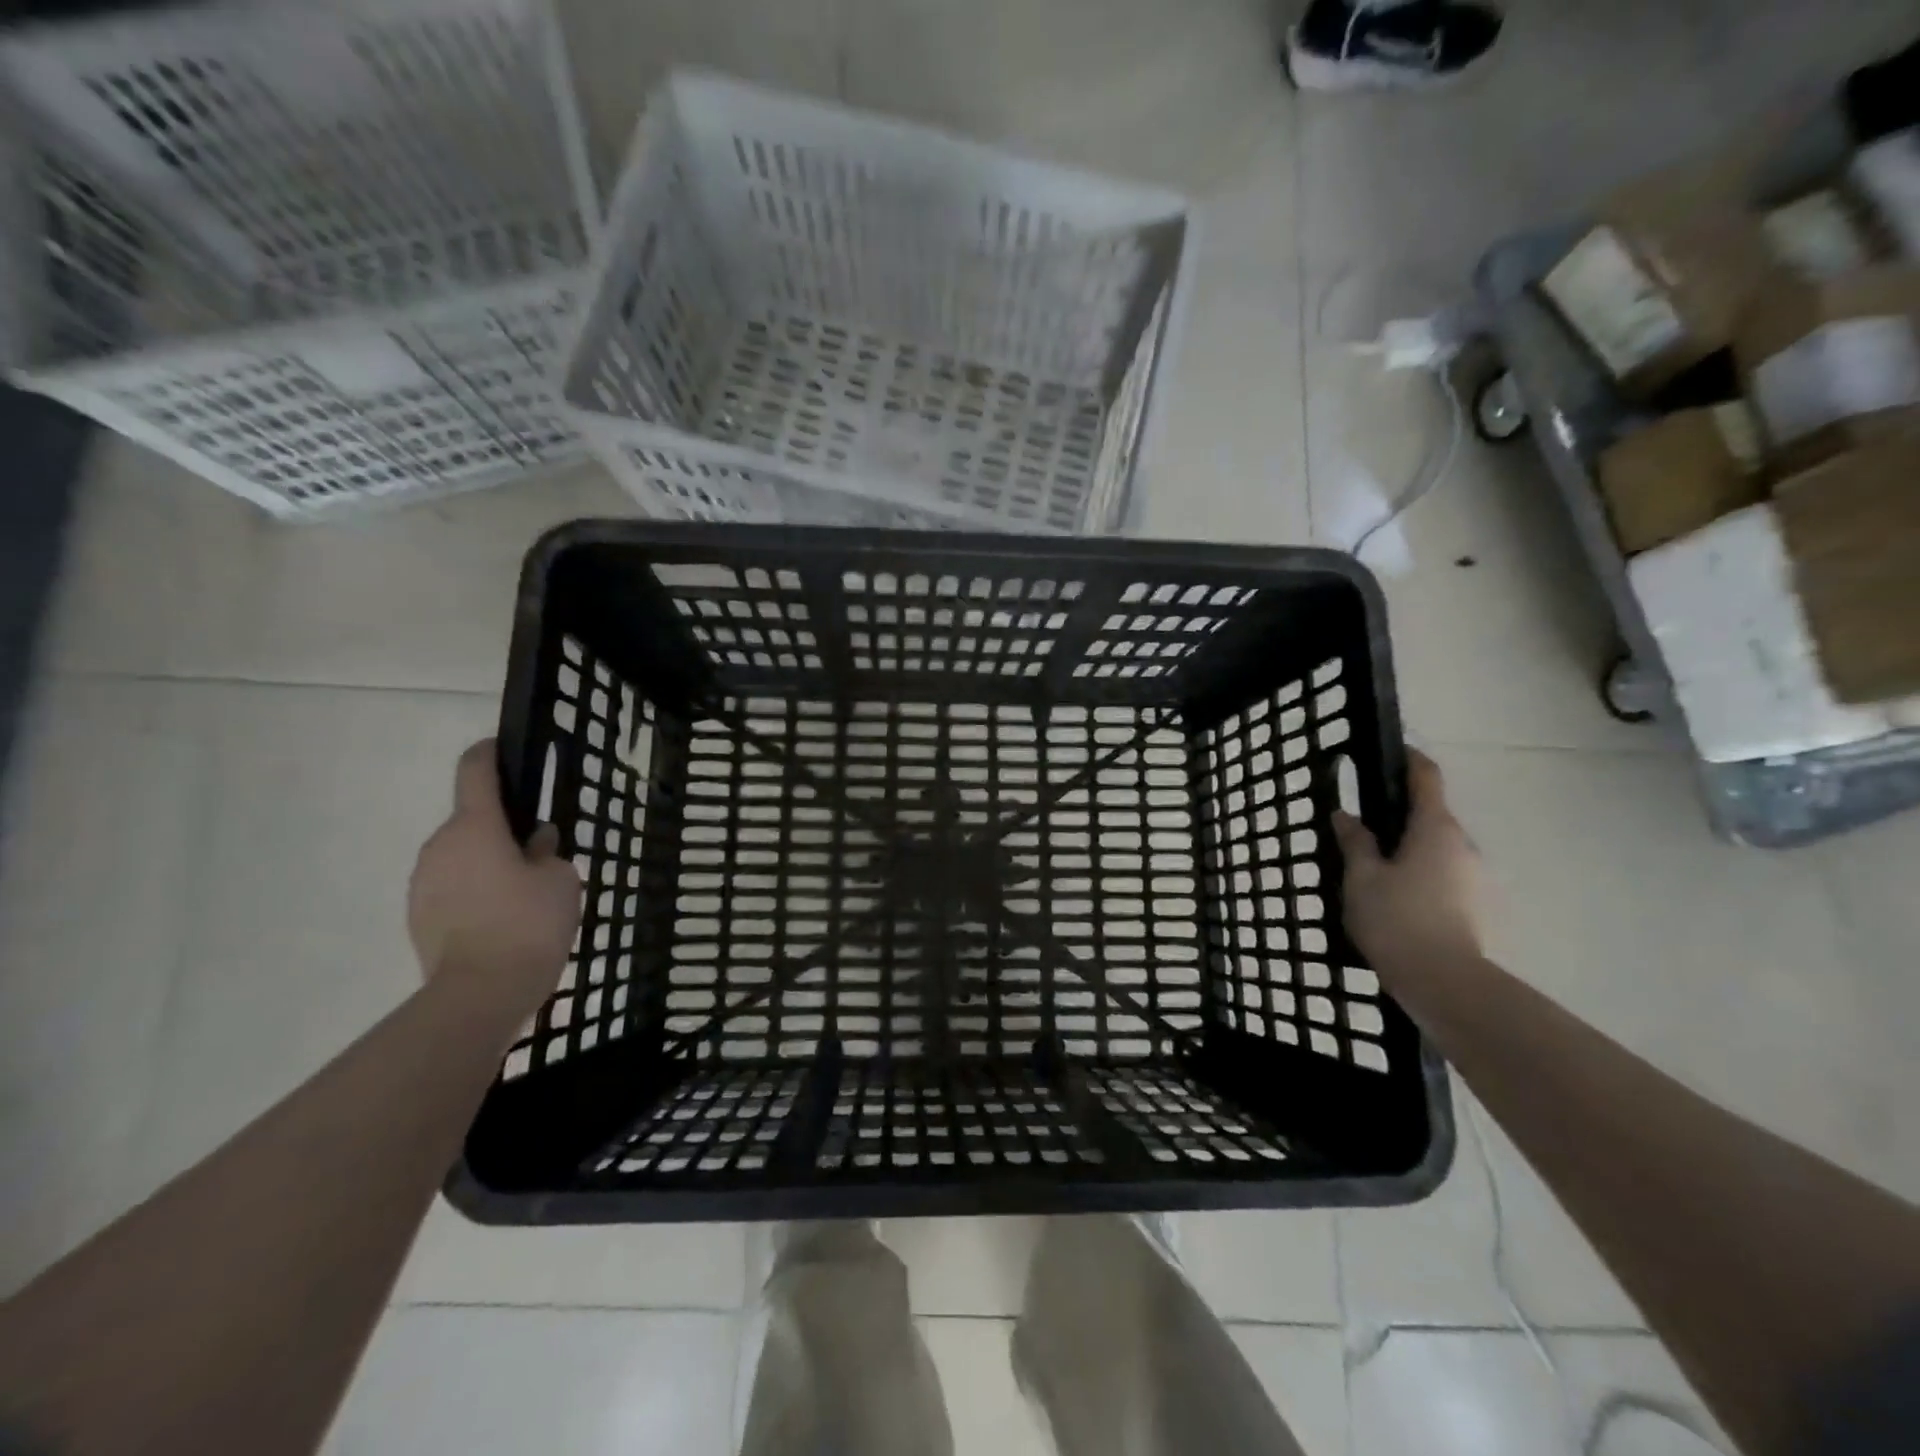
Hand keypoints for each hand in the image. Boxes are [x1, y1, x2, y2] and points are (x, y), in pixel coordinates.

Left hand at [408, 739, 581, 1015]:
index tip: (504, 750)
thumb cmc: (528, 924)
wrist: (479, 995)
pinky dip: (476, 892)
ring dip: (489, 862)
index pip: (475, 771)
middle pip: (472, 820)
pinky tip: (504, 920)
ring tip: (525, 894)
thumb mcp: (560, 880)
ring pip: (462, 857)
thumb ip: (548, 852)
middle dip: (503, 828)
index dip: (490, 754)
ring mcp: (423, 883)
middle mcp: (440, 846)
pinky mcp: (418, 916)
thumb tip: (534, 844)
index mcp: (475, 827)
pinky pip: (452, 888)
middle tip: (541, 852)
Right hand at [1331, 749, 1483, 976]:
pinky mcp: (1479, 908)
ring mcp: (1476, 878)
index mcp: (1435, 829)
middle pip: (1432, 818)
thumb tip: (1346, 816)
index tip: (1393, 751)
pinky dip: (1423, 880)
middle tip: (1364, 832)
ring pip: (1439, 852)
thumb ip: (1354, 842)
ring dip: (1412, 853)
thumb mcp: (1361, 877)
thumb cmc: (1396, 919)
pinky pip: (1446, 879)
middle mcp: (1463, 845)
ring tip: (1377, 876)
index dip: (1410, 760)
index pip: (1426, 779)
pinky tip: (1398, 904)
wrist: (1445, 983)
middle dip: (1402, 819)